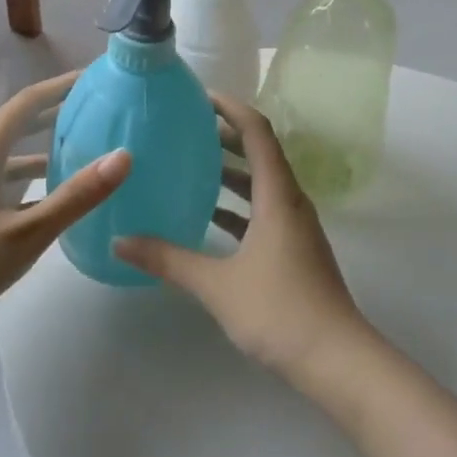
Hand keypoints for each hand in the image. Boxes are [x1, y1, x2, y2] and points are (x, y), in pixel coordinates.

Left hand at [0, 71, 129, 315]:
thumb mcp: (28, 232)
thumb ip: (77, 195)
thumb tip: (124, 156)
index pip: (29, 101)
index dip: (62, 85)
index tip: (95, 78)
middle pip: (20, 121)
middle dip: (57, 111)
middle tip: (97, 108)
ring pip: (11, 150)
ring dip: (44, 143)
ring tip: (82, 145)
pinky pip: (2, 173)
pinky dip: (28, 172)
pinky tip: (48, 190)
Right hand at [117, 93, 371, 383]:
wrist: (336, 360)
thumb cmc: (279, 310)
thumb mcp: (217, 285)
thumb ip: (169, 260)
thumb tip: (120, 241)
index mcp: (278, 194)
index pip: (257, 131)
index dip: (230, 107)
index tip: (199, 96)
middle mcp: (291, 200)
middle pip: (259, 152)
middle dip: (224, 135)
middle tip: (185, 127)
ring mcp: (296, 226)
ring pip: (261, 183)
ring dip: (230, 170)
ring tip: (190, 164)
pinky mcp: (295, 249)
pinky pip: (263, 210)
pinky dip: (237, 204)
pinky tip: (208, 217)